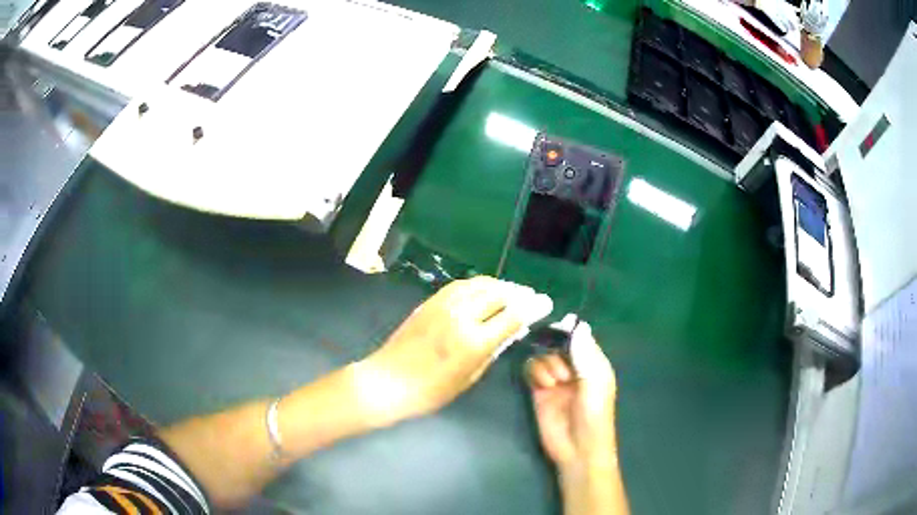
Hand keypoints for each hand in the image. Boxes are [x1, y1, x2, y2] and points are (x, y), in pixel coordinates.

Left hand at [354, 276, 546, 426]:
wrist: (388, 381)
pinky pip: (461, 285)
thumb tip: (511, 331)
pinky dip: (479, 284)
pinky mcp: (430, 301)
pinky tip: (485, 290)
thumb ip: (492, 350)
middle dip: (520, 293)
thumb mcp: (469, 377)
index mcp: (474, 341)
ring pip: (480, 284)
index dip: (533, 307)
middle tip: (531, 297)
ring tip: (512, 291)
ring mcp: (444, 305)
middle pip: (500, 293)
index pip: (513, 315)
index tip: (545, 303)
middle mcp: (462, 316)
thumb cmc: (431, 391)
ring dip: (501, 285)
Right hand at [527, 322, 617, 472]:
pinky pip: (531, 370)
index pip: (579, 337)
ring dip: (547, 364)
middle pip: (557, 344)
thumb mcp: (595, 382)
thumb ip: (585, 353)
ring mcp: (555, 379)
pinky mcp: (538, 390)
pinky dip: (535, 372)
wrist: (577, 448)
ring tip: (554, 383)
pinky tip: (542, 386)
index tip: (558, 326)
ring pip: (543, 355)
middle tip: (561, 368)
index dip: (569, 331)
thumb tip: (578, 323)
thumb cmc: (594, 415)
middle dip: (555, 349)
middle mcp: (573, 368)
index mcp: (593, 363)